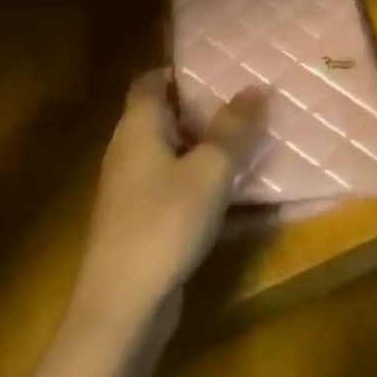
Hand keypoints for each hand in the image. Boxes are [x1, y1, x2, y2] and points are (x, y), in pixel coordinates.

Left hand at [71, 70, 267, 327]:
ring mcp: (132, 191)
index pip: (150, 82)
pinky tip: (237, 194)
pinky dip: (204, 183)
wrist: (121, 310)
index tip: (219, 66)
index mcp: (138, 128)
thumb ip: (234, 128)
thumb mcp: (211, 169)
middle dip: (205, 109)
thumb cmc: (164, 223)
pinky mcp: (142, 224)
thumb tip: (255, 88)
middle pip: (166, 117)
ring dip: (209, 148)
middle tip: (248, 101)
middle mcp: (129, 152)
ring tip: (251, 141)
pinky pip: (178, 189)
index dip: (179, 70)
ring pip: (175, 155)